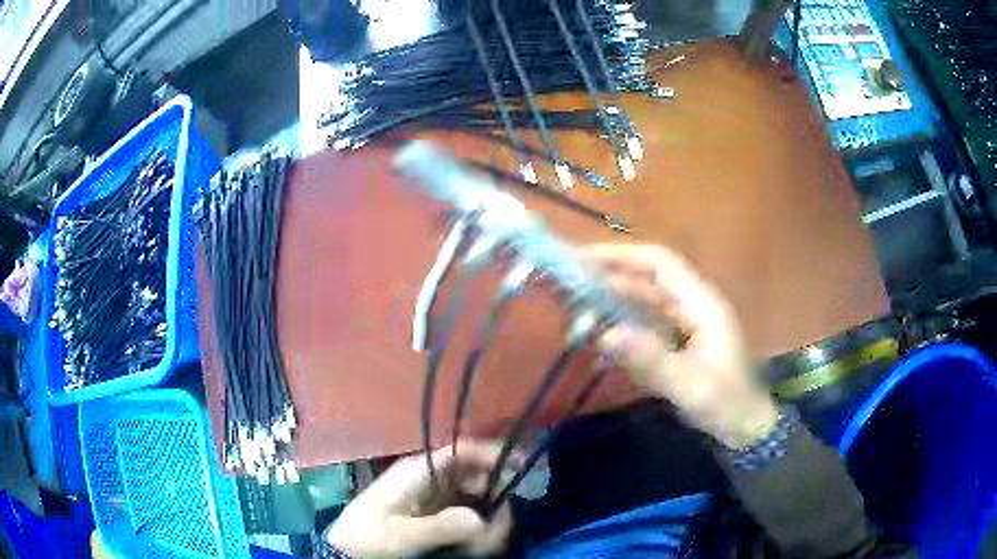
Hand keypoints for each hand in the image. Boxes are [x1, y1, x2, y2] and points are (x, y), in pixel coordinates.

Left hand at [325, 441, 513, 557]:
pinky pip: (468, 514)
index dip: (494, 453)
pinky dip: (479, 527)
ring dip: (490, 515)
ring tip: (491, 542)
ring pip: (476, 496)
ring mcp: (434, 497)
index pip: (462, 451)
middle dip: (497, 495)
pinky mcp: (435, 515)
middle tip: (506, 524)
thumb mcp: (400, 534)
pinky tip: (480, 544)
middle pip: (476, 474)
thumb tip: (483, 520)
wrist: (347, 552)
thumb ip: (442, 526)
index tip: (524, 465)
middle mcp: (430, 478)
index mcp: (418, 471)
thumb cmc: (368, 537)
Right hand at [581, 244, 780, 448]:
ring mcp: (684, 326)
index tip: (584, 260)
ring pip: (643, 303)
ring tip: (575, 309)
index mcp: (701, 304)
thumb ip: (650, 359)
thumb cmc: (725, 404)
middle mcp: (691, 307)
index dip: (623, 256)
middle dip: (609, 279)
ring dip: (612, 303)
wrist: (744, 429)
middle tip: (567, 285)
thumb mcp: (689, 385)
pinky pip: (644, 326)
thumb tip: (606, 334)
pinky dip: (621, 327)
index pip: (660, 264)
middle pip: (647, 281)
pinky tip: (599, 337)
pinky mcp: (677, 345)